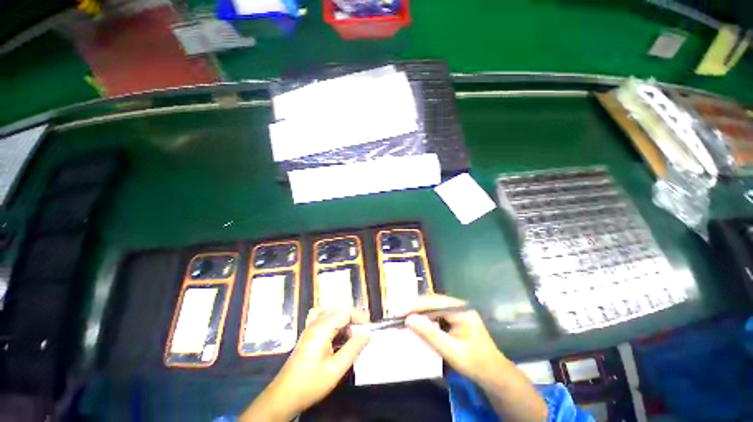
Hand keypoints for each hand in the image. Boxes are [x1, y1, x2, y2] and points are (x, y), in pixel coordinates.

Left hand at [240, 308, 370, 421]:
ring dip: (344, 318)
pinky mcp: (308, 332)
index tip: (369, 328)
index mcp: (322, 328)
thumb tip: (367, 333)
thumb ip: (353, 348)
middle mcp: (316, 322)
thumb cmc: (311, 383)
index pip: (346, 312)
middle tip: (363, 332)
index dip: (360, 317)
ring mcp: (310, 326)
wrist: (284, 395)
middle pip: (340, 310)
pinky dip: (332, 317)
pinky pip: (322, 315)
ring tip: (352, 332)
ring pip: (332, 311)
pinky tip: (336, 329)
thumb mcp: (336, 369)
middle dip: (354, 317)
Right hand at [404, 294, 505, 385]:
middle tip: (399, 315)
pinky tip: (417, 323)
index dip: (415, 306)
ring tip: (404, 317)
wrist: (494, 375)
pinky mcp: (454, 318)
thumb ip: (431, 335)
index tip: (400, 313)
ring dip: (418, 312)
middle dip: (415, 307)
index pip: (434, 302)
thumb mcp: (453, 352)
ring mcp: (457, 312)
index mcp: (461, 310)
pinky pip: (436, 314)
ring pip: (433, 307)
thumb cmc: (476, 364)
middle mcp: (458, 306)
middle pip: (432, 302)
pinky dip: (425, 318)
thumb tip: (409, 319)